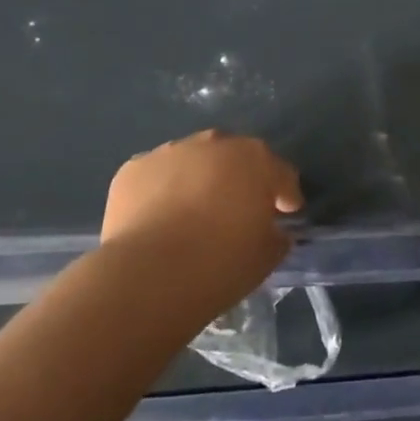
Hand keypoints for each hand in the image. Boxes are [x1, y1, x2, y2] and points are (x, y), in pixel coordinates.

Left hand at [100, 130, 302, 318]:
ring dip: (198, 180)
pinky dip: (161, 191)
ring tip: (191, 215)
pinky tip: (158, 219)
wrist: (149, 276)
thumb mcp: (266, 257)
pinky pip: (157, 176)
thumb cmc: (220, 264)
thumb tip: (273, 230)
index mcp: (256, 160)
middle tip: (237, 211)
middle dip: (239, 179)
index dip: (285, 195)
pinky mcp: (134, 168)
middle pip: (235, 157)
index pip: (281, 173)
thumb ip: (276, 235)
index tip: (286, 214)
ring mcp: (171, 151)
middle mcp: (215, 144)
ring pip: (193, 161)